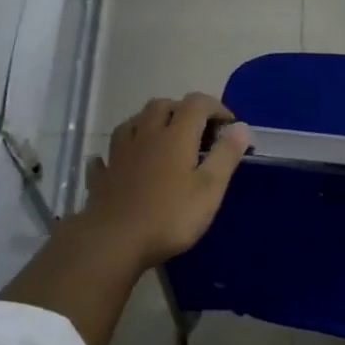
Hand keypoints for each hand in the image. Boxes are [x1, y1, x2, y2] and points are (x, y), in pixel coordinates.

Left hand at [75, 93, 249, 271]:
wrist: (113, 241)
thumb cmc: (170, 216)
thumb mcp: (209, 189)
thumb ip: (226, 155)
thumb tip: (240, 127)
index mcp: (175, 136)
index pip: (196, 103)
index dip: (215, 107)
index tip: (229, 127)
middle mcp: (145, 135)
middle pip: (161, 105)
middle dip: (182, 110)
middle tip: (198, 132)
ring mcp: (119, 154)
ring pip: (133, 123)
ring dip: (149, 123)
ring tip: (162, 139)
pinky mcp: (103, 176)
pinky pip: (108, 154)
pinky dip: (119, 153)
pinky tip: (121, 161)